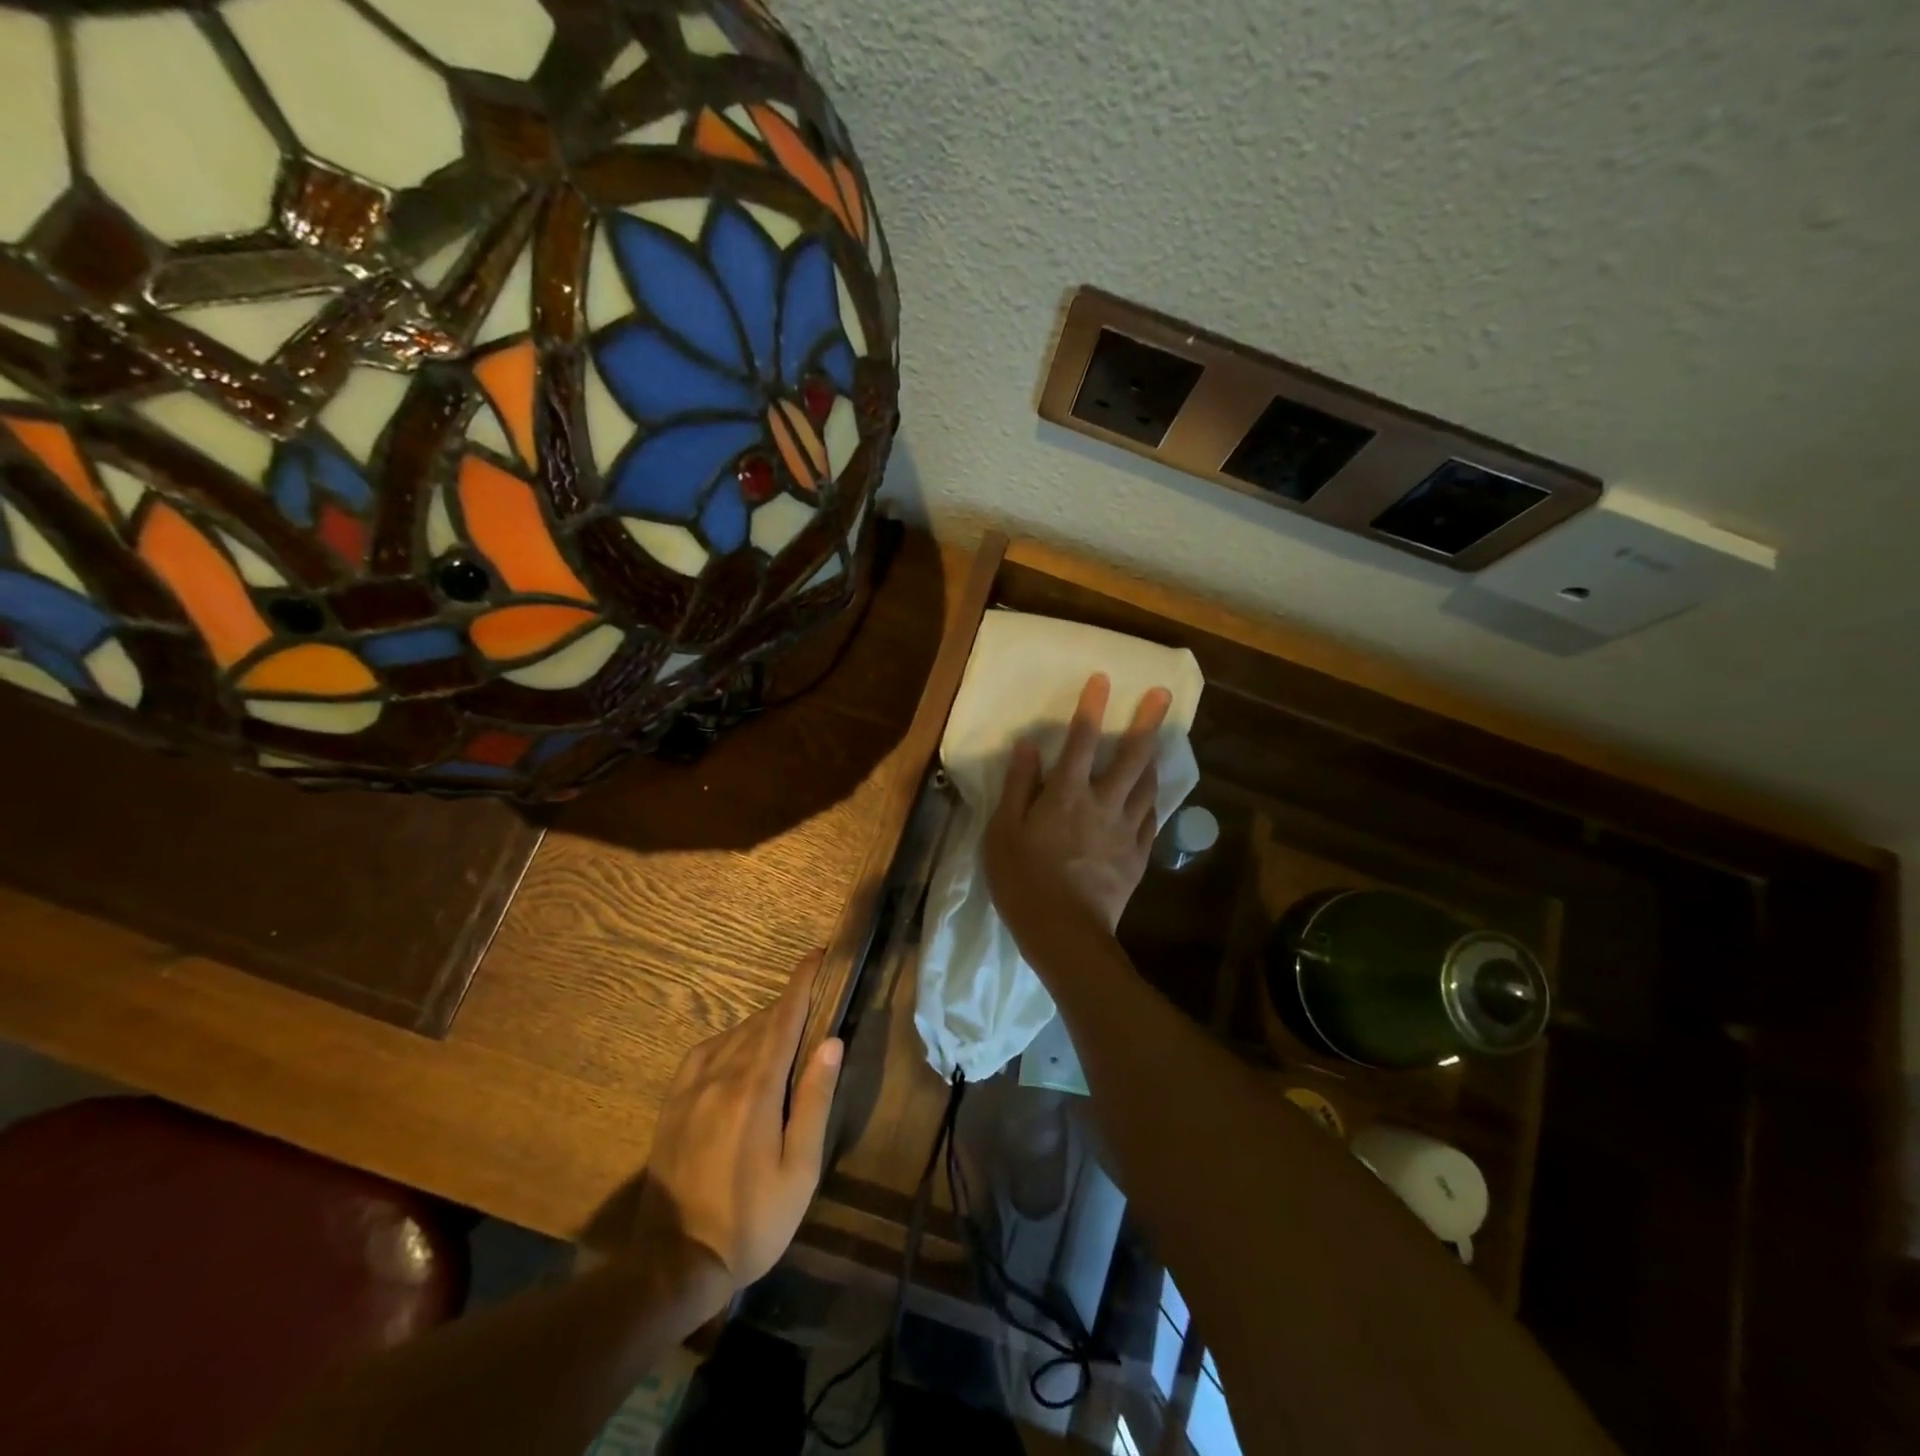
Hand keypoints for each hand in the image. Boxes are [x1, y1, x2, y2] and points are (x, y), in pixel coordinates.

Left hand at [631, 951, 842, 1313]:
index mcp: (755, 1089)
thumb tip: (831, 1042)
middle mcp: (720, 1074)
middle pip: (761, 1022)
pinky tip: (741, 1053)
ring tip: (787, 1032)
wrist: (673, 1264)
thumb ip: (814, 1101)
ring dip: (764, 1024)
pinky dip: (732, 1040)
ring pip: (735, 1034)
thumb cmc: (751, 1221)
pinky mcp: (674, 1101)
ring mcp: (691, 1086)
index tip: (818, 955)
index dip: (802, 983)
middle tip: (815, 1000)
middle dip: (789, 1005)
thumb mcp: (798, 1170)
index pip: (783, 1018)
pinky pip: (707, 1051)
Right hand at [985, 673, 1171, 941]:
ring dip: (1153, 759)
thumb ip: (1017, 786)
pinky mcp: (1137, 856)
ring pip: (1147, 785)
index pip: (1080, 741)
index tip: (1103, 679)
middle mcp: (1102, 803)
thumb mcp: (1003, 831)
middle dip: (1147, 722)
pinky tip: (1152, 796)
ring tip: (1158, 743)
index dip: (1091, 707)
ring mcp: (1125, 830)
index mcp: (1065, 794)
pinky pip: (1151, 820)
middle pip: (1130, 756)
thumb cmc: (1023, 880)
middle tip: (1163, 696)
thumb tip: (1028, 746)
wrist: (1064, 933)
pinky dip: (1152, 801)